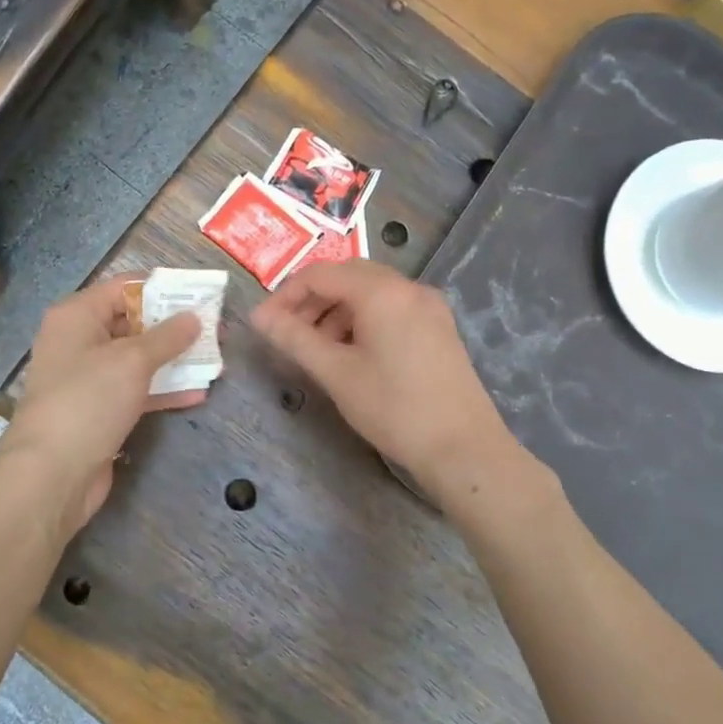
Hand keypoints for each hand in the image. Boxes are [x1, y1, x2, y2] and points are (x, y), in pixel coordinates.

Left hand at [0, 275, 203, 542]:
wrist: (52, 474)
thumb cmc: (89, 400)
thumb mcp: (133, 360)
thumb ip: (167, 336)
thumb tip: (194, 317)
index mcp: (77, 316)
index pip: (123, 287)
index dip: (162, 288)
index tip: (200, 294)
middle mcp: (79, 341)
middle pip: (133, 322)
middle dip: (174, 327)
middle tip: (215, 328)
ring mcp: (89, 378)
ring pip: (138, 359)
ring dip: (174, 359)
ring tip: (215, 359)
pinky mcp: (100, 410)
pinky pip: (136, 390)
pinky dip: (164, 389)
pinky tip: (198, 392)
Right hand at [250, 261, 516, 500]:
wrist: (463, 448)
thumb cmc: (394, 408)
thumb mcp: (336, 373)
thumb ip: (294, 338)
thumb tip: (259, 317)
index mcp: (382, 291)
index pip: (320, 274)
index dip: (286, 295)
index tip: (264, 325)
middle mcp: (409, 288)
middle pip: (347, 277)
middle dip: (312, 301)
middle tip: (288, 335)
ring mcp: (429, 307)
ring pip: (370, 293)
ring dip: (337, 312)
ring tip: (317, 350)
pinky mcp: (439, 328)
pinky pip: (392, 309)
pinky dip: (363, 321)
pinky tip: (352, 354)